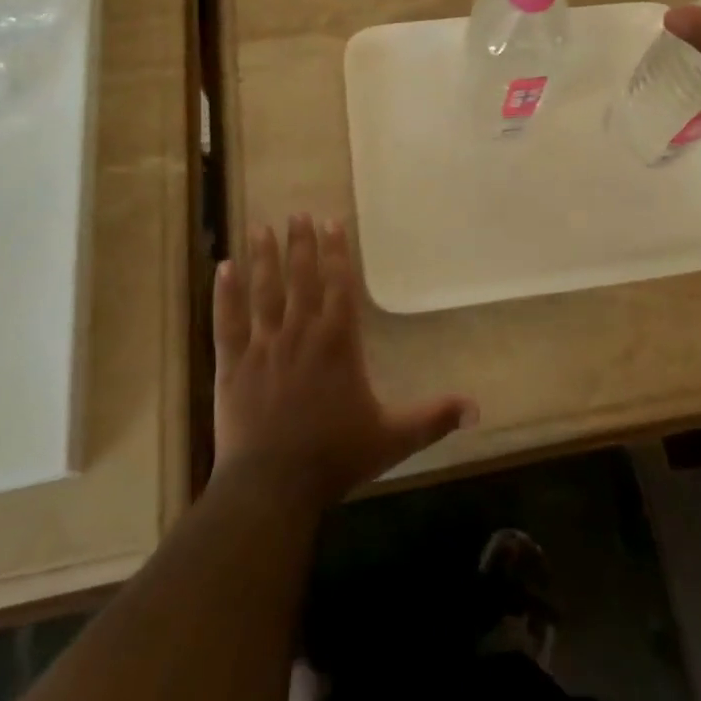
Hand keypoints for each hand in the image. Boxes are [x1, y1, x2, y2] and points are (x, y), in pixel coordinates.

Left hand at [213, 214, 476, 508]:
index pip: (339, 284)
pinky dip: (224, 294)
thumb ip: (433, 418)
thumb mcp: (392, 438)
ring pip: (264, 291)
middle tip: (297, 213)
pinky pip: (228, 322)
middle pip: (301, 278)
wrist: (272, 488)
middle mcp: (300, 332)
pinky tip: (222, 268)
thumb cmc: (334, 458)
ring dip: (263, 258)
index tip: (331, 221)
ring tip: (261, 227)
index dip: (336, 251)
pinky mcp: (232, 365)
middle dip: (300, 244)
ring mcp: (263, 346)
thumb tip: (478, 408)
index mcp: (337, 341)